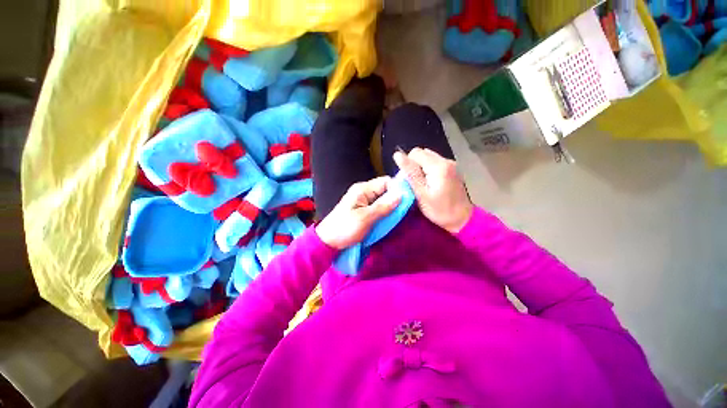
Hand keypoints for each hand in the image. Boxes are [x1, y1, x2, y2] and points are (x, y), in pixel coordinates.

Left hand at [316, 177, 401, 249]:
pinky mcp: (363, 210)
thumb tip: (402, 194)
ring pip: (383, 200)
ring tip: (399, 216)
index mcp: (362, 189)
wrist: (328, 242)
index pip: (386, 181)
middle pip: (385, 190)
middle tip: (405, 211)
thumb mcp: (365, 218)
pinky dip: (385, 213)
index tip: (408, 201)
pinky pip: (378, 207)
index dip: (397, 188)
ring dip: (391, 207)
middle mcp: (364, 192)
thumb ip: (384, 206)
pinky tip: (390, 219)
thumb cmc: (345, 228)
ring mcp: (363, 201)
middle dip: (395, 199)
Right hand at [394, 148, 472, 233]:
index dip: (408, 165)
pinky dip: (428, 170)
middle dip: (414, 166)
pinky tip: (431, 184)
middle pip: (422, 153)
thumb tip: (397, 155)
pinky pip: (435, 163)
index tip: (410, 181)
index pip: (415, 153)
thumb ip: (410, 173)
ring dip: (421, 168)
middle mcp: (446, 160)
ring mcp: (451, 164)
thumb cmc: (439, 210)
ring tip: (423, 184)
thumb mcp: (421, 193)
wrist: (462, 219)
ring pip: (428, 158)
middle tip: (416, 184)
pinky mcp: (452, 169)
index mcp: (439, 166)